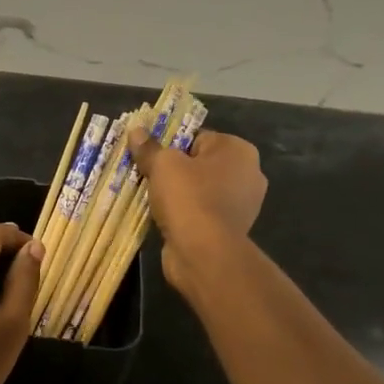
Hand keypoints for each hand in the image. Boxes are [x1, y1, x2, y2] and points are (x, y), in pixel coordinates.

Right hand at [128, 126, 266, 287]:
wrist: (204, 253)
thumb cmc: (189, 198)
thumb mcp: (163, 165)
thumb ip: (149, 148)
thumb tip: (136, 130)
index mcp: (239, 150)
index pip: (199, 138)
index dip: (172, 146)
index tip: (151, 157)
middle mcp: (248, 174)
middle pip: (201, 164)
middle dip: (175, 171)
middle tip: (148, 177)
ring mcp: (242, 205)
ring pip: (201, 191)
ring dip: (179, 195)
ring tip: (152, 199)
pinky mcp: (231, 230)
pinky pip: (202, 213)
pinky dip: (186, 215)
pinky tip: (165, 219)